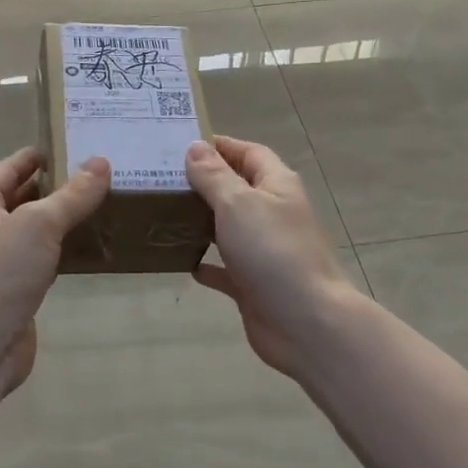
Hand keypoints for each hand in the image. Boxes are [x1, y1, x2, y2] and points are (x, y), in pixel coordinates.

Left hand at [0, 147, 109, 391]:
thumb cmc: (1, 273)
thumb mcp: (40, 224)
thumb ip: (73, 195)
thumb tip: (101, 162)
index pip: (9, 168)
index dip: (36, 157)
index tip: (68, 146)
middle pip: (20, 199)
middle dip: (53, 188)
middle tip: (95, 176)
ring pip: (31, 232)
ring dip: (59, 221)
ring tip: (98, 207)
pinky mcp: (11, 291)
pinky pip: (39, 261)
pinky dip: (59, 252)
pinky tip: (86, 249)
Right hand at [186, 136, 361, 381]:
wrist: (306, 323)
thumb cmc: (273, 252)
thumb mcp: (238, 204)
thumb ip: (214, 176)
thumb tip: (195, 147)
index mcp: (277, 186)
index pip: (249, 152)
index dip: (220, 146)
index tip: (181, 144)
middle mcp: (272, 214)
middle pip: (236, 189)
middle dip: (203, 182)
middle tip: (161, 178)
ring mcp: (264, 251)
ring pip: (228, 228)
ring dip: (201, 221)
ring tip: (163, 213)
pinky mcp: (254, 284)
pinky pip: (225, 268)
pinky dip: (206, 263)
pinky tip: (181, 260)